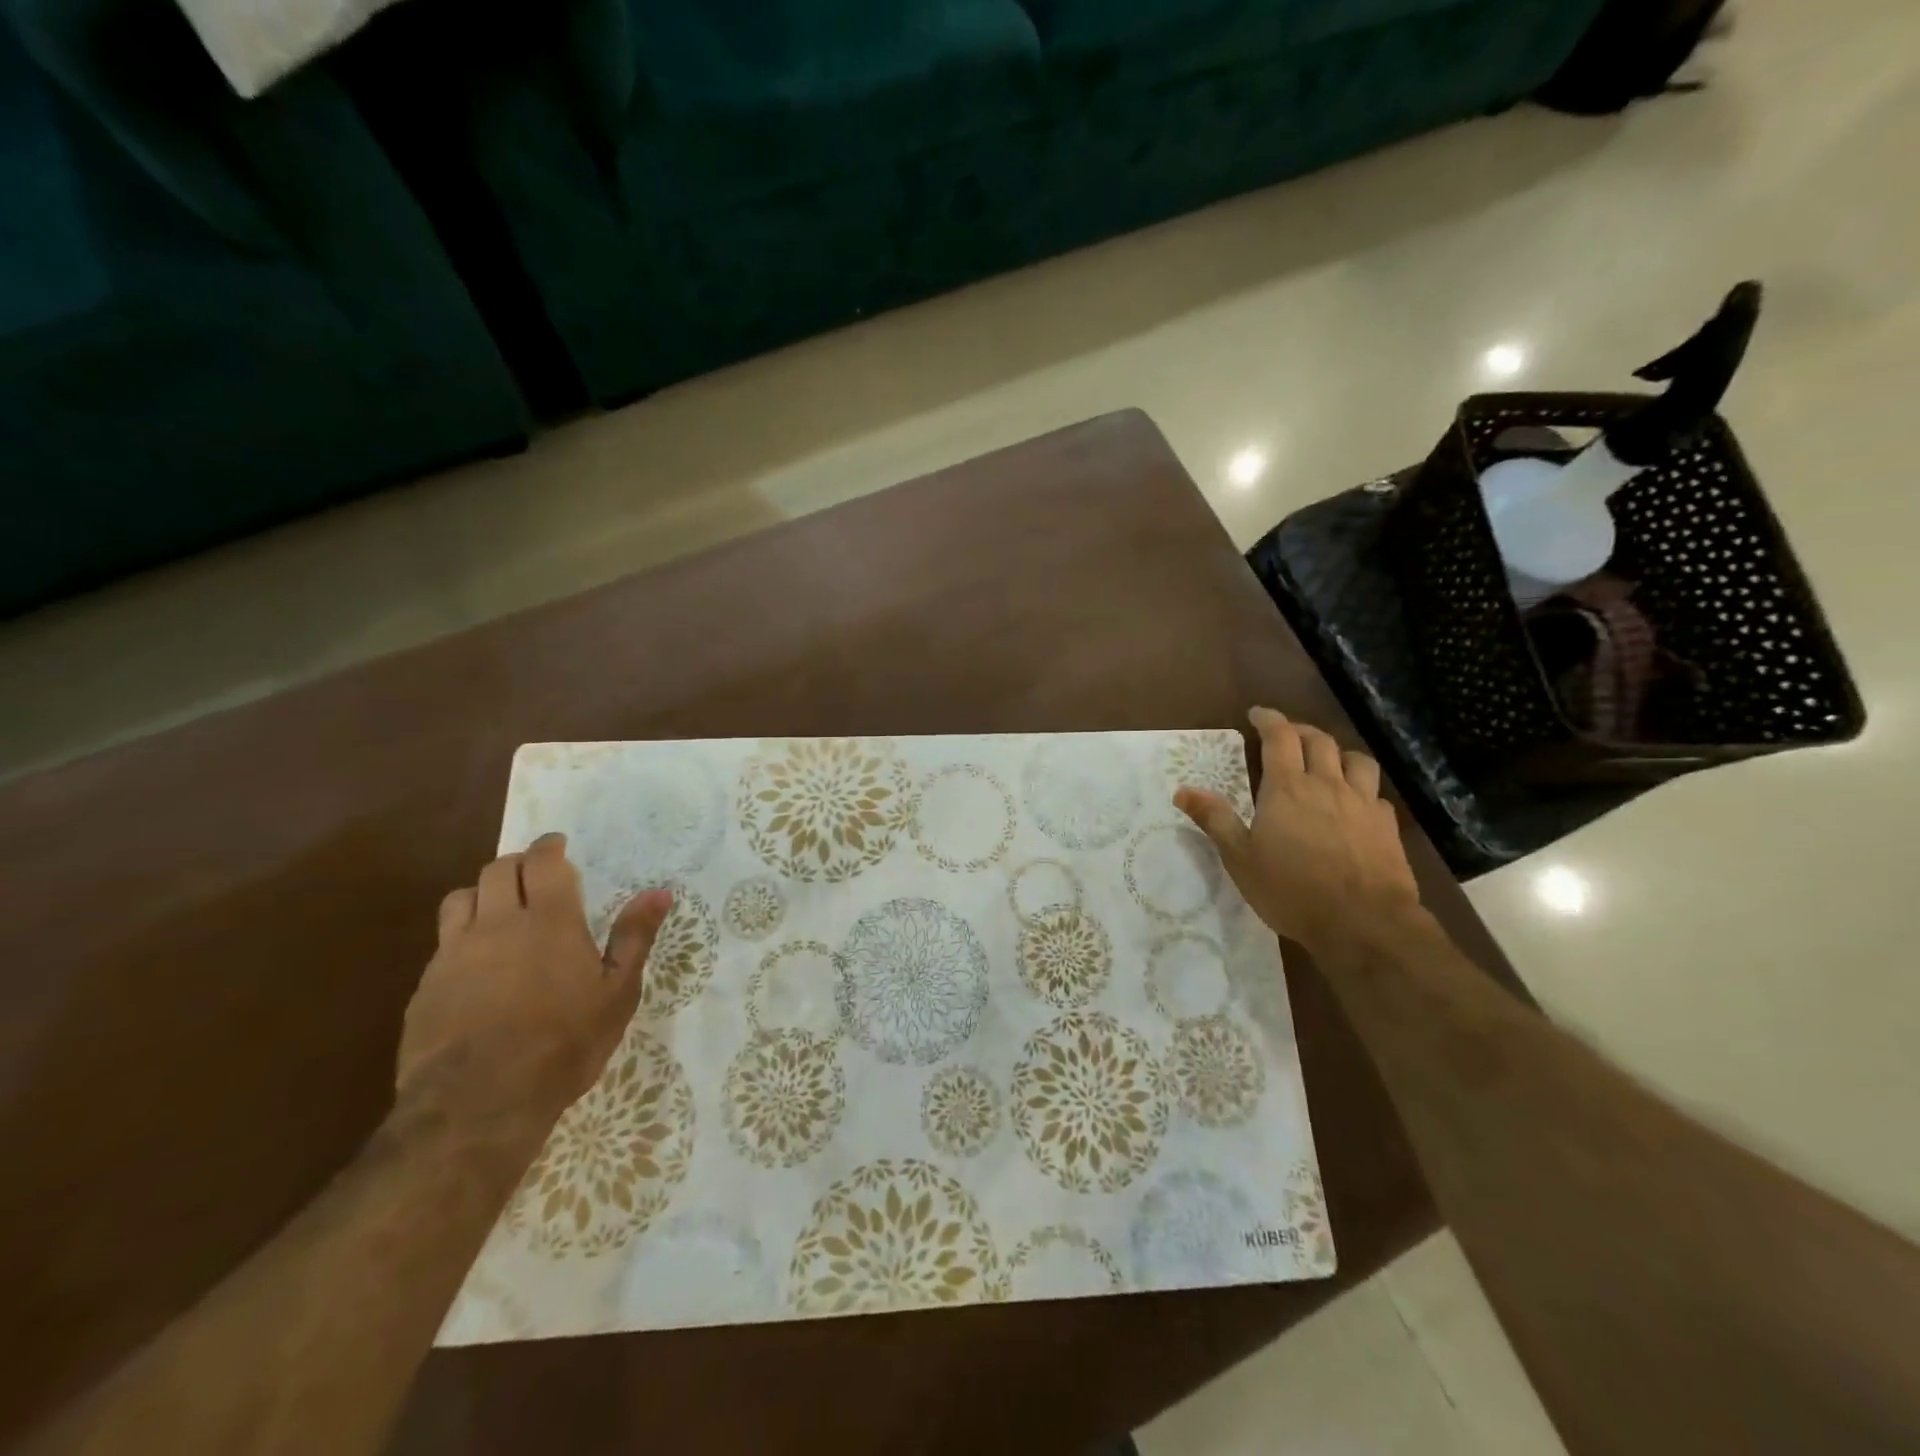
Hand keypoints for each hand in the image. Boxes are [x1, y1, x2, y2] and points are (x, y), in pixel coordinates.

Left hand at [396, 833, 671, 1148]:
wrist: (478, 1103)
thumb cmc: (564, 1043)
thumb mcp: (617, 993)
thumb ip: (634, 937)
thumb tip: (659, 892)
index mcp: (549, 919)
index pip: (542, 862)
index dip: (549, 846)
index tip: (558, 844)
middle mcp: (498, 923)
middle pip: (498, 870)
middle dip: (518, 864)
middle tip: (535, 875)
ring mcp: (455, 953)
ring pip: (461, 898)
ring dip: (483, 892)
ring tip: (500, 908)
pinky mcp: (427, 985)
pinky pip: (444, 940)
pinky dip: (463, 933)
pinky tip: (477, 960)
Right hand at [1176, 706, 1420, 957]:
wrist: (1363, 922)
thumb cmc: (1291, 890)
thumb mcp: (1240, 858)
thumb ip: (1215, 819)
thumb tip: (1182, 790)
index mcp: (1288, 788)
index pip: (1280, 737)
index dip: (1269, 719)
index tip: (1258, 713)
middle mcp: (1327, 785)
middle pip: (1319, 741)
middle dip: (1300, 730)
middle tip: (1286, 735)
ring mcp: (1362, 804)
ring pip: (1356, 760)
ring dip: (1338, 753)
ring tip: (1327, 761)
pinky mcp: (1387, 827)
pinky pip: (1376, 795)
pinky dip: (1362, 789)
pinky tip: (1356, 805)